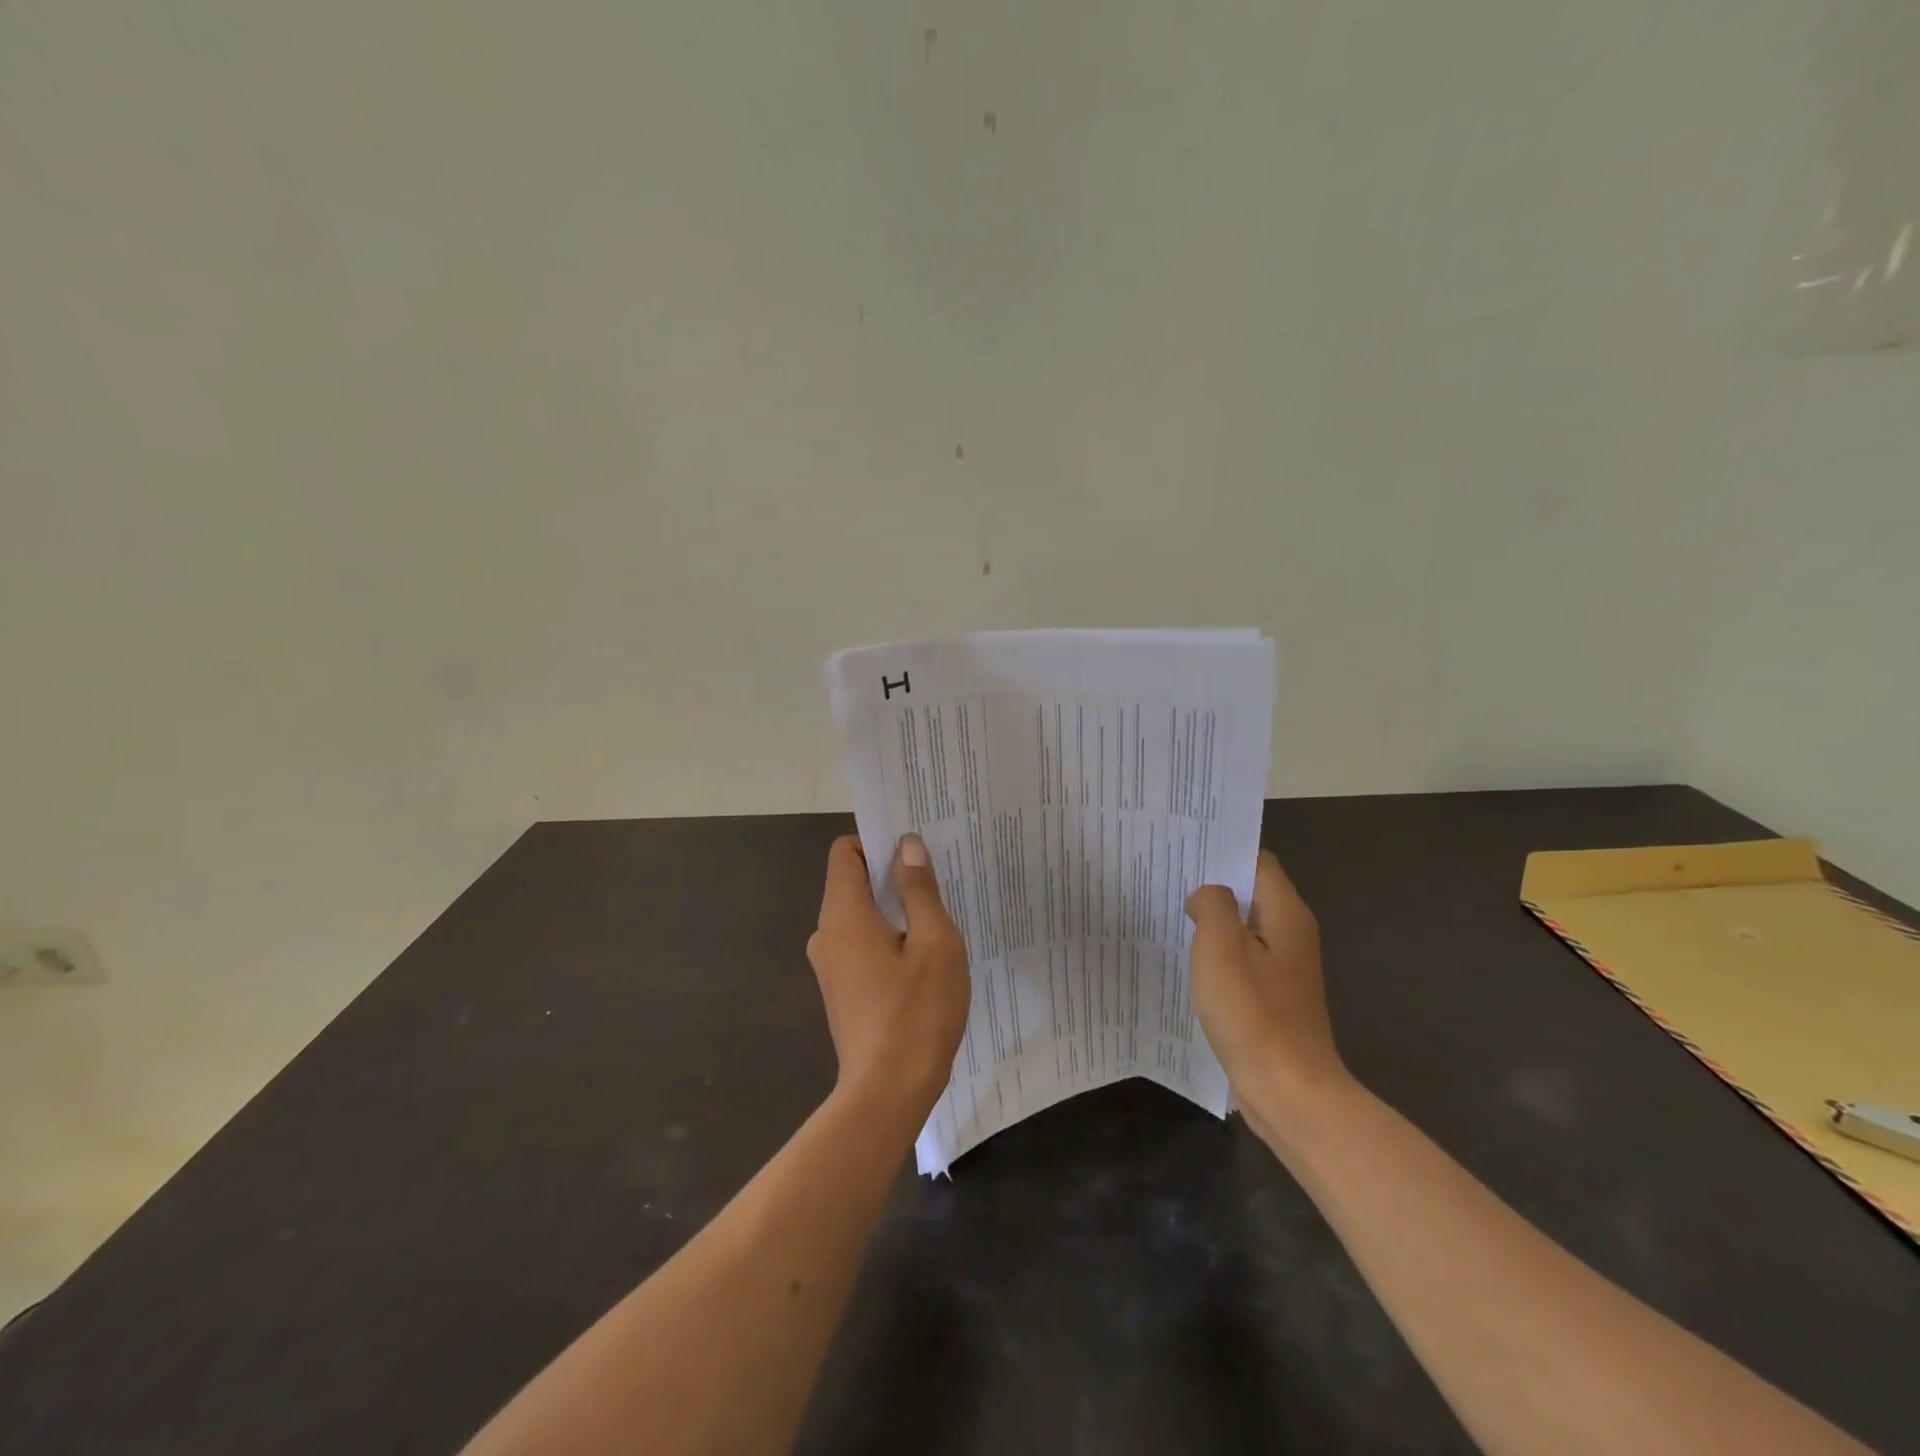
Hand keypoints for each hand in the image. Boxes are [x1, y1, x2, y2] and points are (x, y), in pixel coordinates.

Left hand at [807, 834, 970, 1123]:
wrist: (887, 1094)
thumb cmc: (917, 1011)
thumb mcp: (934, 942)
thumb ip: (919, 889)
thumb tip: (907, 845)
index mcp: (843, 915)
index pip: (845, 853)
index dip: (877, 842)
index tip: (913, 849)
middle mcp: (827, 935)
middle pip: (852, 883)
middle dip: (891, 875)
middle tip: (937, 878)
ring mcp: (830, 966)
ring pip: (859, 917)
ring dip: (893, 910)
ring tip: (937, 917)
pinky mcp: (841, 991)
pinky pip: (860, 945)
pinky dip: (886, 938)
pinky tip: (922, 958)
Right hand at [1186, 851, 1350, 1113]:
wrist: (1289, 1091)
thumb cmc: (1253, 1013)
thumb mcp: (1221, 947)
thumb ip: (1212, 905)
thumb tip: (1207, 896)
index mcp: (1286, 914)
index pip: (1258, 861)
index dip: (1223, 852)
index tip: (1184, 852)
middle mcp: (1292, 934)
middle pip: (1251, 892)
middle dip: (1213, 886)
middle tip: (1168, 881)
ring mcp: (1285, 968)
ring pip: (1245, 927)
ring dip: (1213, 922)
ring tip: (1172, 916)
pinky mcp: (1275, 996)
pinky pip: (1243, 959)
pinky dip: (1219, 954)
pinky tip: (1191, 962)